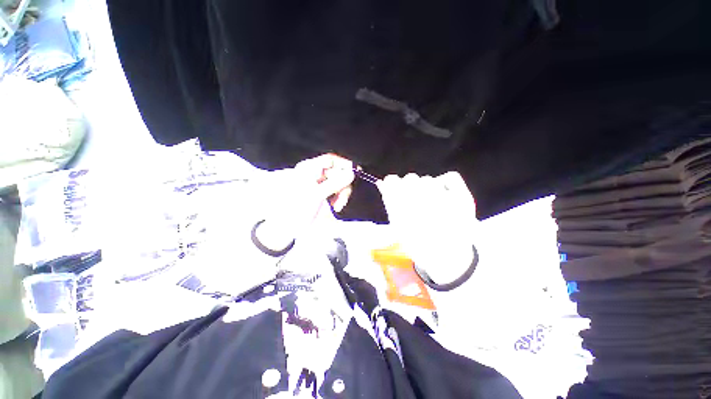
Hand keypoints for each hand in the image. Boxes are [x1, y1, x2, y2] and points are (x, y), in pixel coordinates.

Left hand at [256, 154, 354, 249]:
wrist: (287, 227)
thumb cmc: (297, 209)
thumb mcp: (316, 195)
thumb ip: (335, 183)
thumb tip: (352, 173)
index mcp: (309, 169)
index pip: (331, 159)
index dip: (344, 164)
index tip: (356, 173)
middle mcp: (314, 173)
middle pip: (337, 172)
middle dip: (343, 185)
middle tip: (343, 199)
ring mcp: (319, 184)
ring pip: (338, 182)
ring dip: (342, 193)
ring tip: (338, 206)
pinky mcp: (322, 193)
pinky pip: (335, 191)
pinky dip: (338, 198)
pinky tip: (336, 206)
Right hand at [377, 172, 477, 284]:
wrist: (448, 258)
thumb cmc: (419, 244)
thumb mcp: (398, 225)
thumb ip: (390, 202)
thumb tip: (382, 183)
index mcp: (403, 209)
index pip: (392, 181)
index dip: (392, 184)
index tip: (394, 189)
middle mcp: (422, 201)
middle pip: (410, 178)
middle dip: (409, 187)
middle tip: (414, 200)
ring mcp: (445, 199)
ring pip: (428, 179)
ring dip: (425, 188)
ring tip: (430, 204)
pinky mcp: (463, 198)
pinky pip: (451, 177)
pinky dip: (445, 181)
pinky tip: (442, 193)